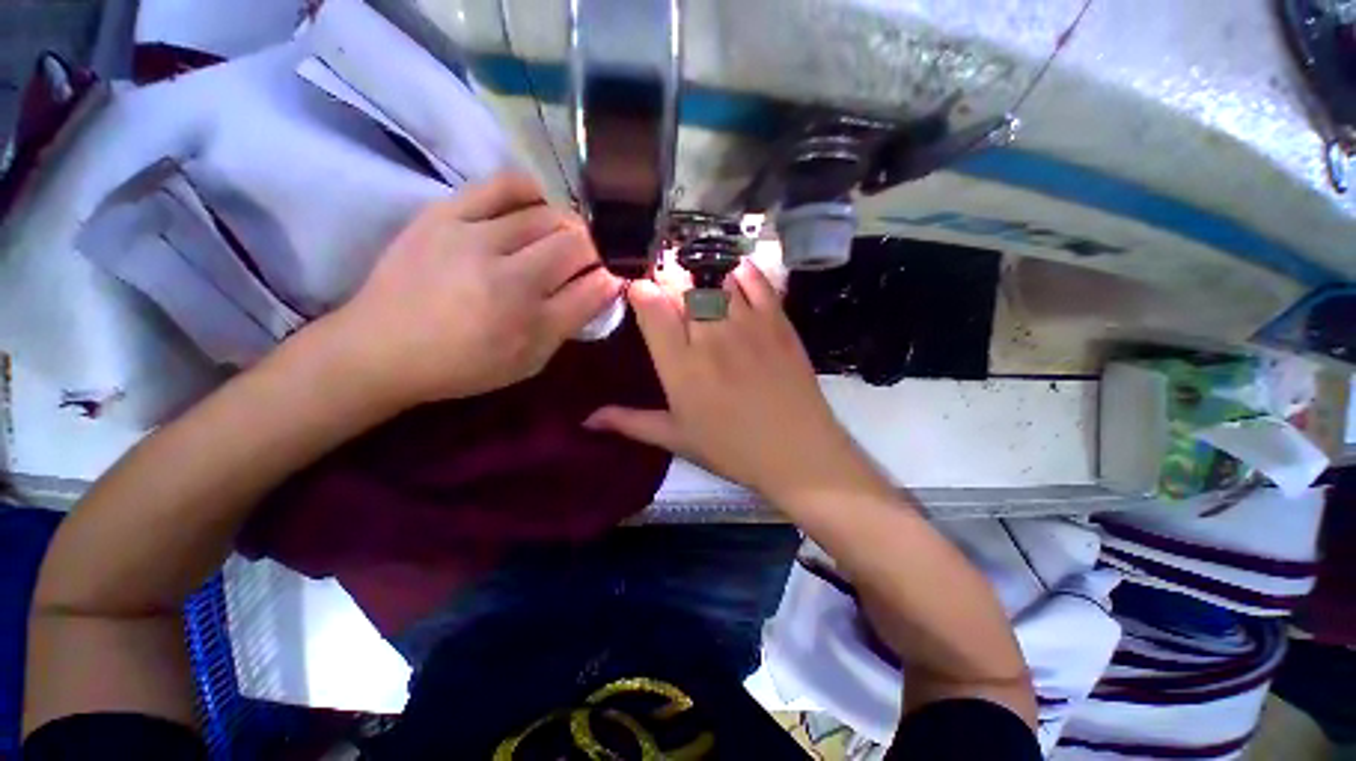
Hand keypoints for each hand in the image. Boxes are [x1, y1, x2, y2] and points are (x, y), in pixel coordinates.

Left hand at [317, 173, 620, 408]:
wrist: (383, 347)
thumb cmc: (466, 364)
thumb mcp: (530, 359)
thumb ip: (572, 320)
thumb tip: (608, 283)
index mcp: (528, 319)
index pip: (593, 286)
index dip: (611, 276)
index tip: (612, 276)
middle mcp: (507, 275)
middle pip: (575, 243)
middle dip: (593, 249)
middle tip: (588, 260)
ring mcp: (473, 237)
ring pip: (547, 214)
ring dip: (568, 225)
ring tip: (563, 237)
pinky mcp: (445, 213)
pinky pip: (502, 186)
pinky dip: (531, 192)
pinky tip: (536, 205)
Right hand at [585, 261, 891, 508]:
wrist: (799, 453)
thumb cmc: (733, 449)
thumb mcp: (677, 439)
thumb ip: (630, 423)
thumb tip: (586, 420)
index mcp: (681, 366)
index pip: (652, 308)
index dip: (642, 291)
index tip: (640, 293)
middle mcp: (710, 336)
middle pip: (683, 286)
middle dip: (670, 278)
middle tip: (669, 286)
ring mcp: (747, 325)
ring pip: (716, 278)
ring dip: (701, 272)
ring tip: (697, 278)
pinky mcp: (777, 322)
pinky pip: (756, 282)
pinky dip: (741, 272)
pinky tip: (733, 275)